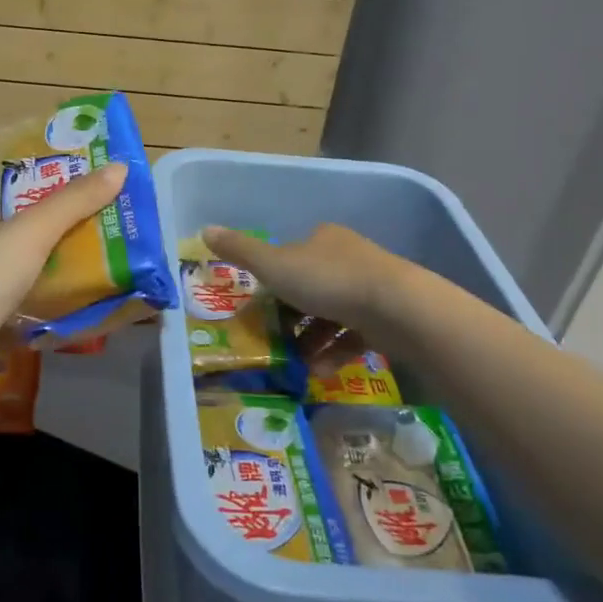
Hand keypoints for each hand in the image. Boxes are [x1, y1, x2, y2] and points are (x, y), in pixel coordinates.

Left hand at [0, 163, 127, 416]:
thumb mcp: (30, 233)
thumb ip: (73, 203)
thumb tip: (120, 168)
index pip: (25, 205)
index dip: (63, 201)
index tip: (106, 202)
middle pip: (35, 245)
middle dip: (74, 244)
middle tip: (121, 243)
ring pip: (35, 283)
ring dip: (68, 282)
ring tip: (117, 277)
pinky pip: (32, 318)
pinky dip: (56, 317)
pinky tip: (89, 316)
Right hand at [202, 224, 403, 363]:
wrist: (397, 308)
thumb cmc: (328, 280)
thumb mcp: (274, 265)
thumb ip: (240, 251)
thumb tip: (204, 230)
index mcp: (323, 239)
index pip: (291, 257)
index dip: (274, 281)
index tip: (262, 308)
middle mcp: (349, 257)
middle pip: (312, 287)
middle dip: (293, 318)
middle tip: (276, 341)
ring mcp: (373, 287)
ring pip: (333, 315)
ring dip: (312, 341)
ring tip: (297, 364)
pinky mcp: (389, 317)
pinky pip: (354, 335)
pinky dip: (335, 353)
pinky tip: (321, 371)